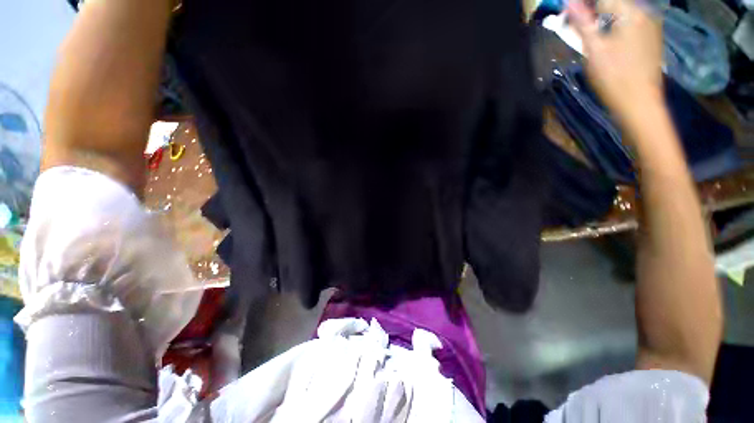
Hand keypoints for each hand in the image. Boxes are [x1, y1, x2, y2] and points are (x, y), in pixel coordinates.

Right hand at [567, 0, 663, 125]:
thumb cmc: (614, 77)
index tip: (567, 13)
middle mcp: (644, 11)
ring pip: (622, 11)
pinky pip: (630, 20)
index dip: (582, 4)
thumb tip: (568, 2)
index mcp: (631, 11)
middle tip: (575, 24)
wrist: (640, 102)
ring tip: (589, 32)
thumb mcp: (594, 49)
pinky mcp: (652, 35)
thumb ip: (582, 23)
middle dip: (592, 9)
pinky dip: (615, 23)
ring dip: (603, 16)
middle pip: (614, 2)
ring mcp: (651, 23)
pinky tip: (607, 38)